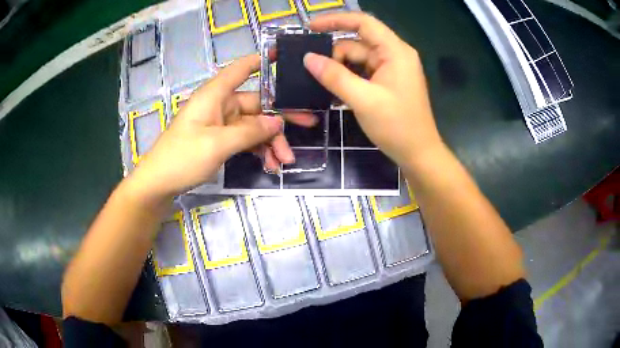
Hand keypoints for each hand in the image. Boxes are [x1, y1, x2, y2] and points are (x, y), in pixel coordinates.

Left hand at [128, 55, 314, 201]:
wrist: (159, 183)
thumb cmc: (182, 157)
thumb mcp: (217, 144)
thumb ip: (249, 132)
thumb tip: (277, 122)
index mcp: (215, 95)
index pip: (241, 69)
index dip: (262, 60)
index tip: (285, 58)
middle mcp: (220, 105)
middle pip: (257, 104)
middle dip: (279, 119)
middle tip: (310, 124)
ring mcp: (221, 124)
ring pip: (254, 126)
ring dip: (271, 142)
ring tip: (285, 161)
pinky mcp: (220, 140)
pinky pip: (245, 140)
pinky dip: (258, 150)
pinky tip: (271, 164)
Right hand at [304, 13, 441, 170]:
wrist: (418, 154)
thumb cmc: (397, 126)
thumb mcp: (363, 100)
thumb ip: (334, 76)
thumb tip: (308, 58)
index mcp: (395, 51)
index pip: (363, 23)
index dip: (336, 20)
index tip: (310, 27)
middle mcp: (394, 55)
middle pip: (357, 43)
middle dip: (334, 55)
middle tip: (313, 72)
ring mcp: (391, 69)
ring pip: (358, 59)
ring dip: (339, 69)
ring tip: (321, 84)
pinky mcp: (387, 82)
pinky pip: (363, 72)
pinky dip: (348, 78)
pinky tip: (334, 90)